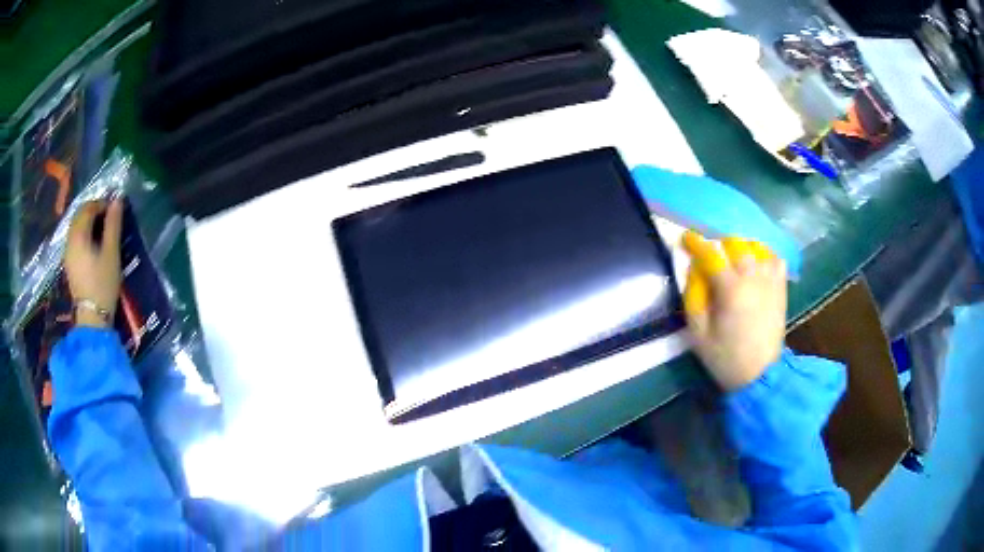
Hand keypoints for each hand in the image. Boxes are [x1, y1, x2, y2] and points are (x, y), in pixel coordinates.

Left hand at [65, 200, 123, 327]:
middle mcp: (70, 240)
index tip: (114, 209)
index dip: (101, 203)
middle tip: (108, 216)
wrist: (92, 318)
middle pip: (79, 215)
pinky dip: (83, 233)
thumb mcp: (111, 254)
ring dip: (87, 222)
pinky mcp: (69, 264)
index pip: (88, 208)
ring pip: (76, 226)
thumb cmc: (103, 285)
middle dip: (93, 210)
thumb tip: (117, 200)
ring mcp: (67, 253)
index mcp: (79, 236)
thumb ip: (113, 225)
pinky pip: (74, 238)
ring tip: (102, 229)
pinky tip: (93, 243)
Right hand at [682, 231, 786, 390]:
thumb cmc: (726, 358)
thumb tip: (694, 268)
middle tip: (710, 254)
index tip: (686, 237)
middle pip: (735, 243)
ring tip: (733, 257)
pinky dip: (763, 254)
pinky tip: (756, 263)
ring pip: (756, 246)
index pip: (711, 254)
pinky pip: (774, 257)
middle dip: (719, 243)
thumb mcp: (698, 334)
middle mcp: (752, 277)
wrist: (761, 375)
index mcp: (730, 289)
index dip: (696, 243)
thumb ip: (693, 296)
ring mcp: (770, 280)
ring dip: (741, 246)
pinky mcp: (781, 287)